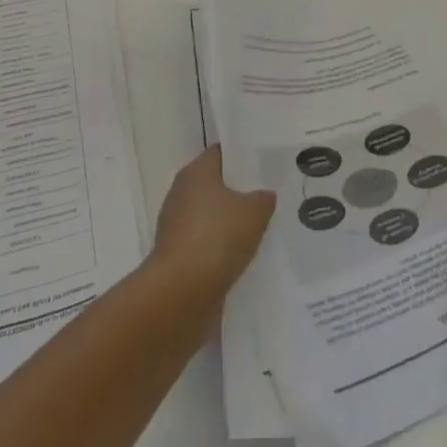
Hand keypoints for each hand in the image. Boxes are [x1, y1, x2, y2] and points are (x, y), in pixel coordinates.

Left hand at [150, 145, 275, 303]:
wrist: (181, 293)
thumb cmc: (217, 238)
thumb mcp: (255, 212)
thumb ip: (263, 198)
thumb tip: (264, 195)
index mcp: (196, 172)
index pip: (221, 153)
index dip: (243, 156)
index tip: (265, 163)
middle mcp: (182, 193)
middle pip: (216, 184)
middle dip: (240, 191)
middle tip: (270, 195)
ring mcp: (177, 226)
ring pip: (212, 216)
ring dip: (231, 223)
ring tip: (263, 228)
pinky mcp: (178, 255)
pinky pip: (207, 243)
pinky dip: (222, 248)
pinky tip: (245, 255)